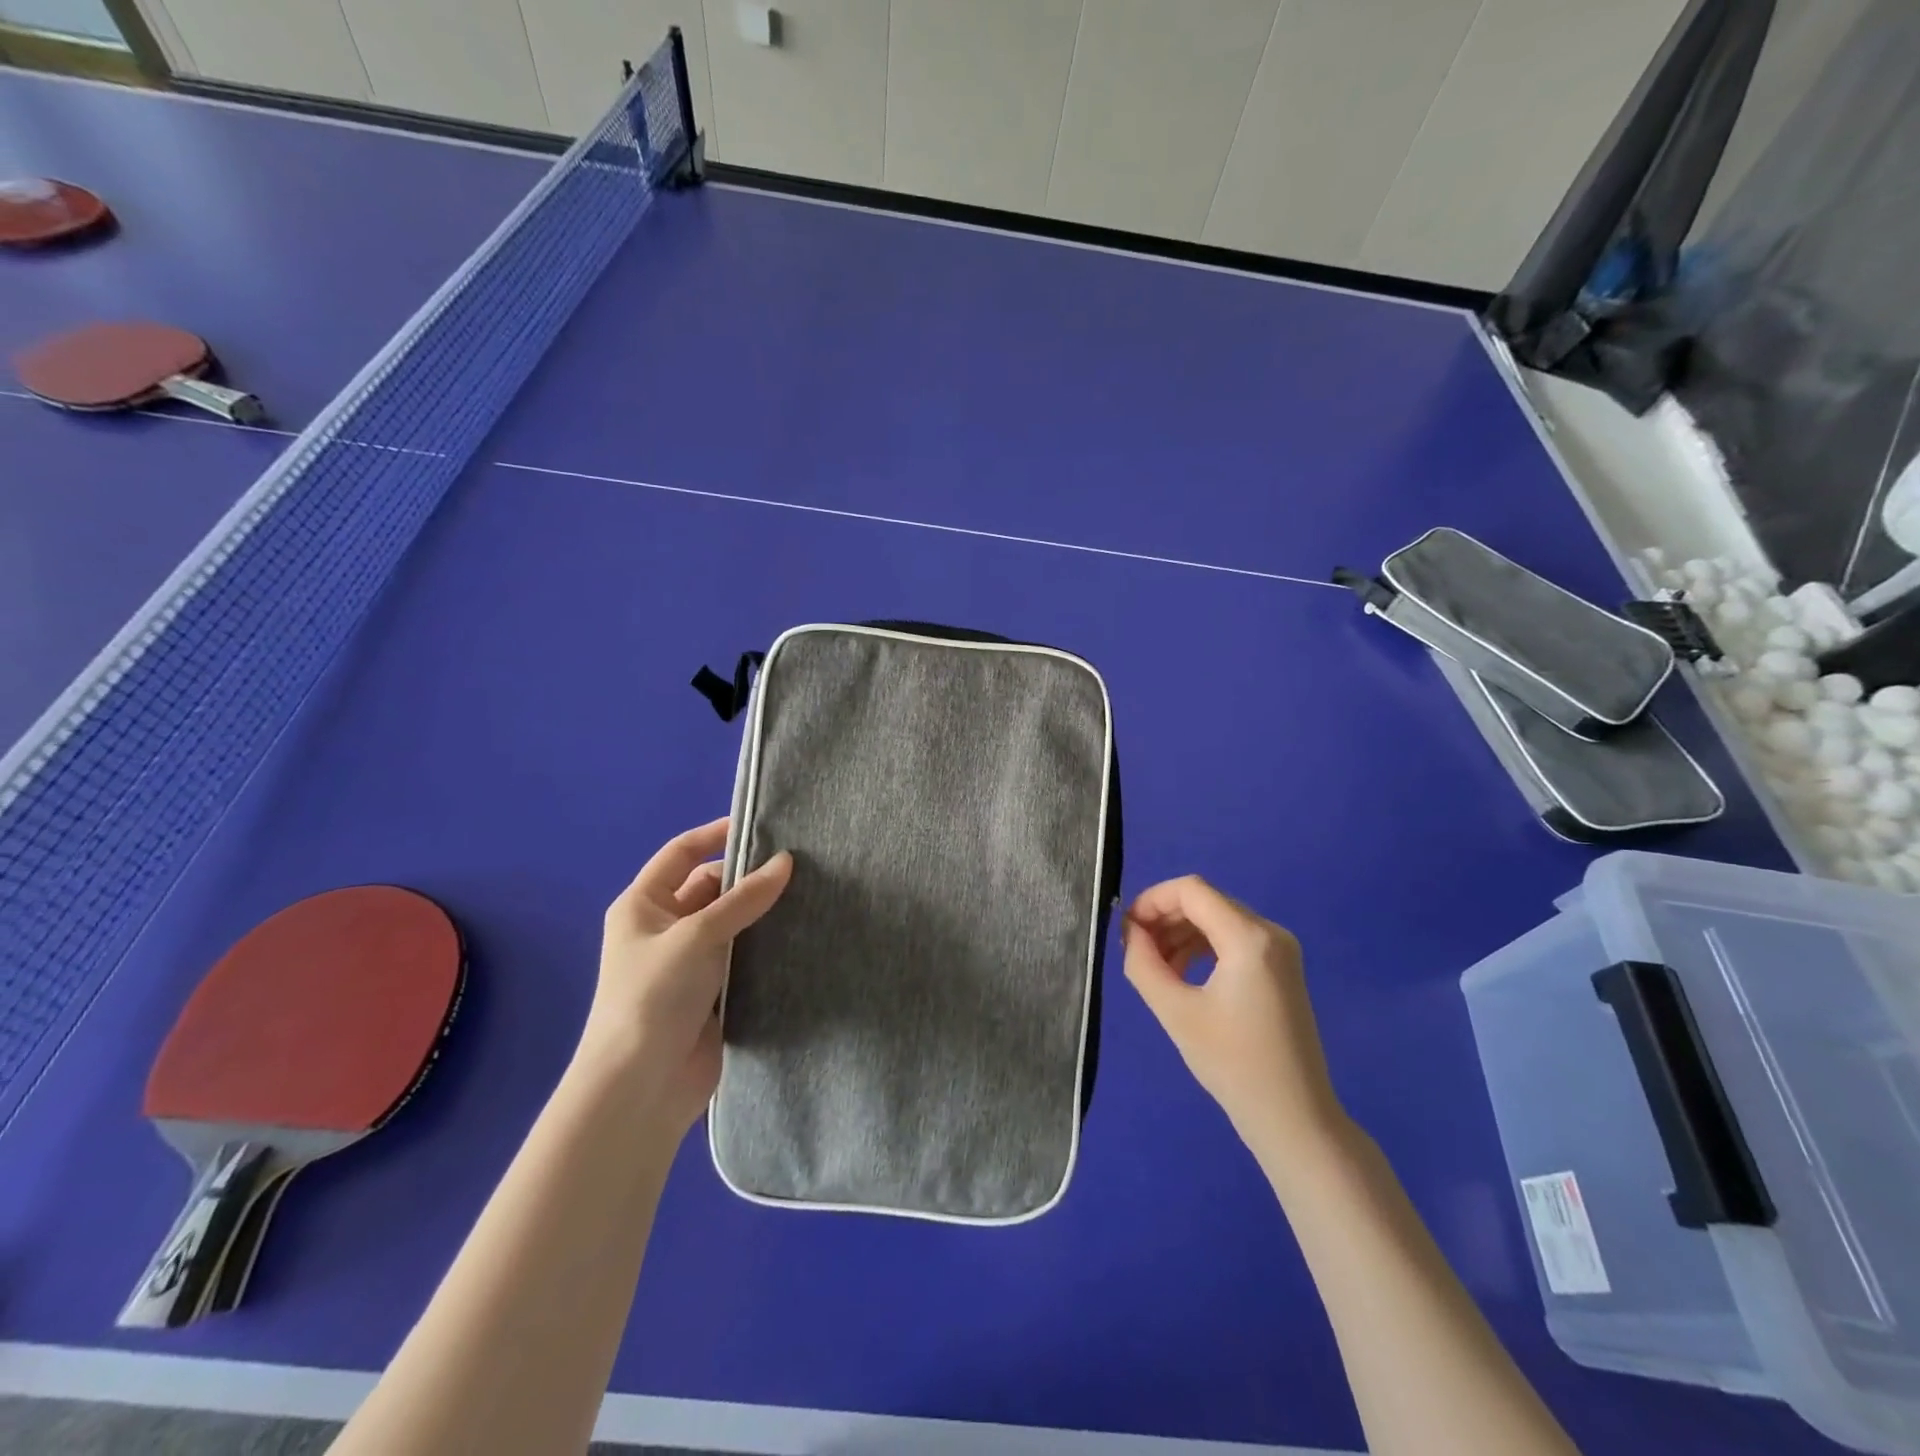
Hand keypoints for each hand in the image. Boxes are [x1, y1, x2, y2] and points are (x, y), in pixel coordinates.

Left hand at [576, 818, 792, 1136]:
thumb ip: (744, 898)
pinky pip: (742, 956)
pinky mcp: (712, 992)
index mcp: (643, 905)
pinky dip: (765, 946)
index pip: (681, 853)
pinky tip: (799, 935)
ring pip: (731, 923)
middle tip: (799, 865)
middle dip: (748, 877)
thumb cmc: (654, 996)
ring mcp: (689, 962)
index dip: (715, 834)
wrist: (641, 1087)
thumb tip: (786, 861)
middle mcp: (664, 928)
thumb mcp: (698, 936)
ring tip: (809, 893)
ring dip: (761, 913)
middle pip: (710, 887)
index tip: (760, 826)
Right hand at [1123, 876, 1348, 1164]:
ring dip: (1180, 934)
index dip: (1152, 900)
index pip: (1191, 890)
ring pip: (1216, 918)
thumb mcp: (1175, 1011)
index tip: (1126, 929)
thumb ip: (1143, 963)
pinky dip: (1201, 947)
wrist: (1293, 1117)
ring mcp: (1280, 949)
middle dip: (1164, 918)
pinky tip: (1180, 974)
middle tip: (1134, 949)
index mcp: (1249, 938)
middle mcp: (1270, 932)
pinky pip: (1232, 938)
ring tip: (1154, 967)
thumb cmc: (1232, 1064)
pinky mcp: (1280, 967)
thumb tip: (1130, 932)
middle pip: (1204, 901)